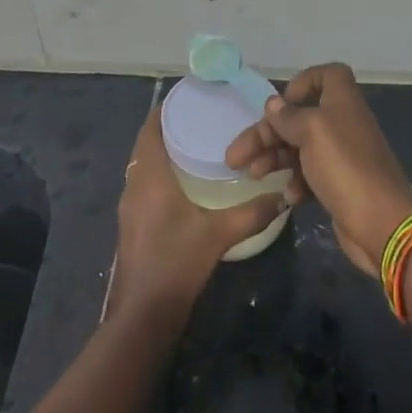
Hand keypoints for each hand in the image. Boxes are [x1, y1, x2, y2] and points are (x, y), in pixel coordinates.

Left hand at [108, 104, 285, 318]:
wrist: (143, 314)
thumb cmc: (176, 263)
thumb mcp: (218, 235)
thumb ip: (251, 213)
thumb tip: (281, 197)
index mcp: (149, 177)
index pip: (150, 129)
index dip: (164, 110)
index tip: (189, 97)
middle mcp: (134, 186)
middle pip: (147, 146)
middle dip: (169, 130)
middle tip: (202, 119)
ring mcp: (130, 208)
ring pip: (144, 167)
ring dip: (164, 154)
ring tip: (198, 146)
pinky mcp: (133, 225)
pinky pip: (145, 186)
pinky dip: (161, 175)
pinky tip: (187, 185)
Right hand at [226, 63, 411, 275]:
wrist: (380, 222)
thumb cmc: (344, 166)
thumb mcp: (311, 132)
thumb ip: (289, 117)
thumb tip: (274, 105)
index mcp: (342, 101)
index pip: (327, 75)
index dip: (303, 82)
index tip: (282, 103)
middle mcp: (342, 123)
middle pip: (299, 117)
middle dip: (267, 133)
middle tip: (237, 156)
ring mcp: (341, 155)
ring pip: (300, 147)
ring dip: (274, 158)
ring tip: (251, 175)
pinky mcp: (339, 184)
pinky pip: (310, 174)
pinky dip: (296, 181)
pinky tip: (289, 197)